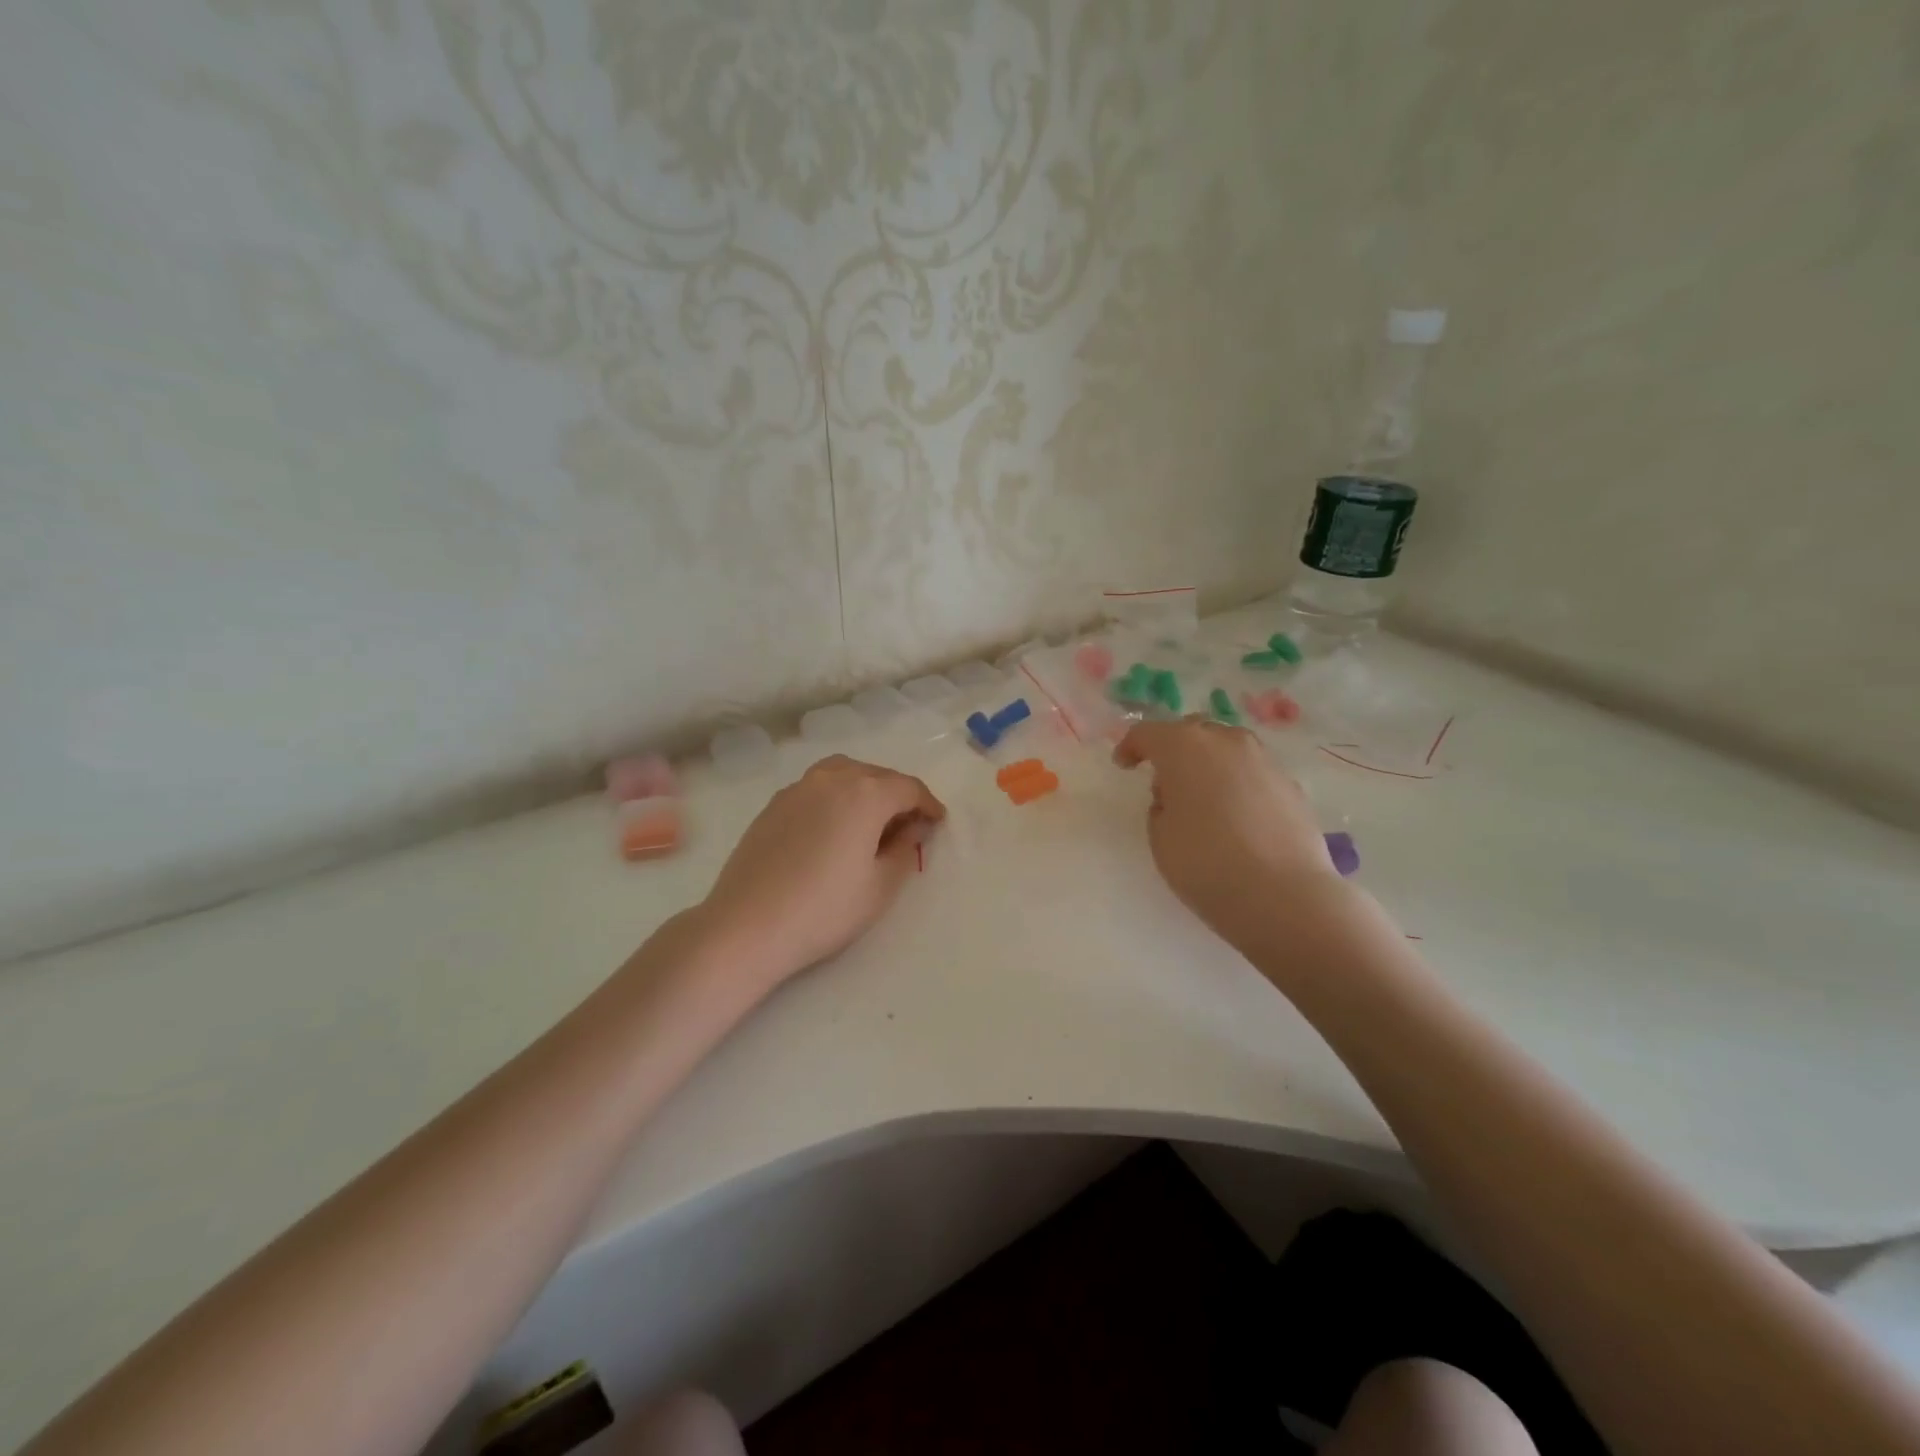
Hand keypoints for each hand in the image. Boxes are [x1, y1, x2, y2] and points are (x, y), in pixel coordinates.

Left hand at [696, 755, 944, 987]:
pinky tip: (833, 829)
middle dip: (898, 795)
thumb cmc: (825, 909)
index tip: (938, 822)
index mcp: (865, 793)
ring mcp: (797, 788)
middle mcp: (832, 778)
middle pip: (876, 775)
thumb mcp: (880, 886)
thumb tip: (912, 828)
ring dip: (865, 789)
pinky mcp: (773, 805)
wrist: (747, 925)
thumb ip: (905, 849)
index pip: (908, 788)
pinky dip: (836, 798)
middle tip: (909, 825)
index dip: (928, 804)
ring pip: (843, 774)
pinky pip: (817, 788)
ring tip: (872, 820)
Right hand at [1113, 717, 1345, 950]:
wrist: (1282, 895)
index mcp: (1184, 746)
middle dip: (1175, 749)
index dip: (1131, 746)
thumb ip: (1162, 805)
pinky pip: (1252, 773)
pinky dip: (1238, 784)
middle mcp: (1226, 741)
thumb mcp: (1160, 836)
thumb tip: (1177, 796)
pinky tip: (1236, 816)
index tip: (1124, 766)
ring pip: (1227, 749)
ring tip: (1203, 797)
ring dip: (1209, 764)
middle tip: (1165, 779)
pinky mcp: (1291, 784)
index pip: (1148, 732)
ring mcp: (1264, 760)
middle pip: (1193, 732)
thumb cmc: (1205, 863)